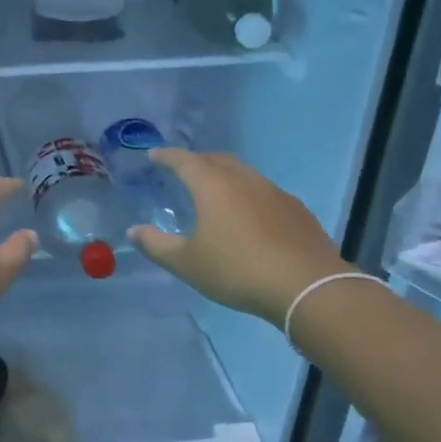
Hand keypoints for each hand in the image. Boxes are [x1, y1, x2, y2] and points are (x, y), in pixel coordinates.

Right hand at [127, 149, 346, 325]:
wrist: (306, 286)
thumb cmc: (237, 269)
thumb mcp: (187, 263)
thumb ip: (156, 245)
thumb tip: (134, 231)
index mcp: (212, 185)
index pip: (184, 161)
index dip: (166, 156)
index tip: (153, 156)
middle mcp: (243, 180)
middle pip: (216, 160)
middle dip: (196, 161)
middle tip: (183, 171)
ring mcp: (274, 192)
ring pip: (243, 174)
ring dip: (225, 176)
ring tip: (214, 193)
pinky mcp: (296, 210)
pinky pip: (264, 192)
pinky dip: (248, 195)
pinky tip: (249, 217)